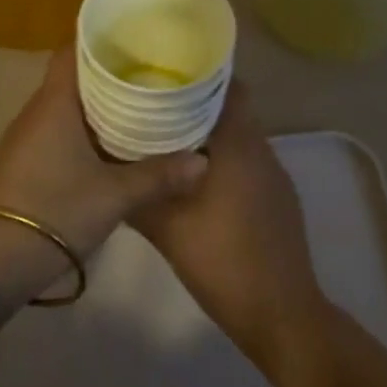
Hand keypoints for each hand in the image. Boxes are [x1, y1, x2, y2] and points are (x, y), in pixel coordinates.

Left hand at [0, 46, 208, 323]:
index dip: (101, 38)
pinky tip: (111, 140)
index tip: (134, 36)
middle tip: (150, 69)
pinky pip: (58, 127)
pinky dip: (84, 125)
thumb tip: (203, 161)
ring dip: (97, 100)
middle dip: (109, 70)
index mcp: (55, 103)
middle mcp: (37, 110)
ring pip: (66, 103)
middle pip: (73, 75)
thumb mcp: (115, 195)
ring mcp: (27, 137)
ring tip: (138, 100)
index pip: (73, 50)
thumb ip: (159, 175)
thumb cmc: (55, 212)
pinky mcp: (25, 160)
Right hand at [130, 85, 330, 370]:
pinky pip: (248, 160)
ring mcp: (274, 174)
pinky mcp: (278, 197)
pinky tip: (197, 178)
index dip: (198, 74)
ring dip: (211, 133)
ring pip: (240, 135)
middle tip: (157, 104)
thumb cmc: (221, 260)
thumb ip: (137, 192)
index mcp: (238, 143)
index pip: (227, 85)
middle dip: (197, 103)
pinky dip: (225, 158)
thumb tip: (106, 165)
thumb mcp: (166, 228)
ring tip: (169, 137)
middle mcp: (261, 148)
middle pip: (232, 107)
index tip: (166, 72)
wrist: (280, 314)